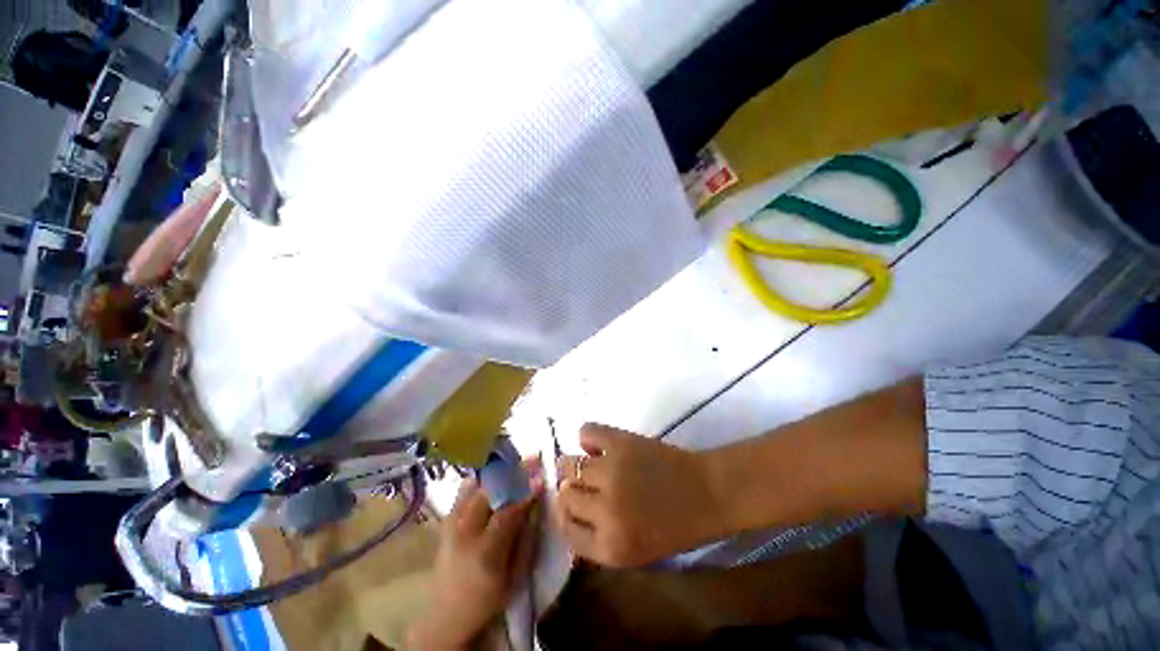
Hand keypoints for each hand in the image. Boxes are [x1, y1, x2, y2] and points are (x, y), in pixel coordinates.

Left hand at [409, 461, 544, 649]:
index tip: (541, 477)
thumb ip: (526, 538)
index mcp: (485, 553)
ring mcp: (451, 526)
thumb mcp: (514, 575)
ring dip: (499, 472)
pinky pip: (462, 492)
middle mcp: (465, 534)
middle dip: (514, 473)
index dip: (525, 493)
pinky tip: (491, 471)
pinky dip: (478, 479)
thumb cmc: (488, 598)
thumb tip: (536, 504)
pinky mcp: (445, 523)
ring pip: (476, 488)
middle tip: (532, 458)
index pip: (507, 513)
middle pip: (490, 493)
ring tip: (516, 460)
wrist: (446, 615)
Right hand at [554, 424, 727, 567]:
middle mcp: (604, 511)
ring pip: (569, 465)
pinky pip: (586, 432)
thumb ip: (597, 539)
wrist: (707, 492)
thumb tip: (565, 508)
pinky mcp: (620, 443)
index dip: (564, 515)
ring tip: (587, 463)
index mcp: (610, 547)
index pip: (565, 530)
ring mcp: (610, 472)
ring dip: (574, 465)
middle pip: (565, 495)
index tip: (568, 505)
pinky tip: (595, 443)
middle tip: (582, 483)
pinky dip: (586, 436)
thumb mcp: (635, 552)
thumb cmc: (676, 526)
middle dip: (570, 490)